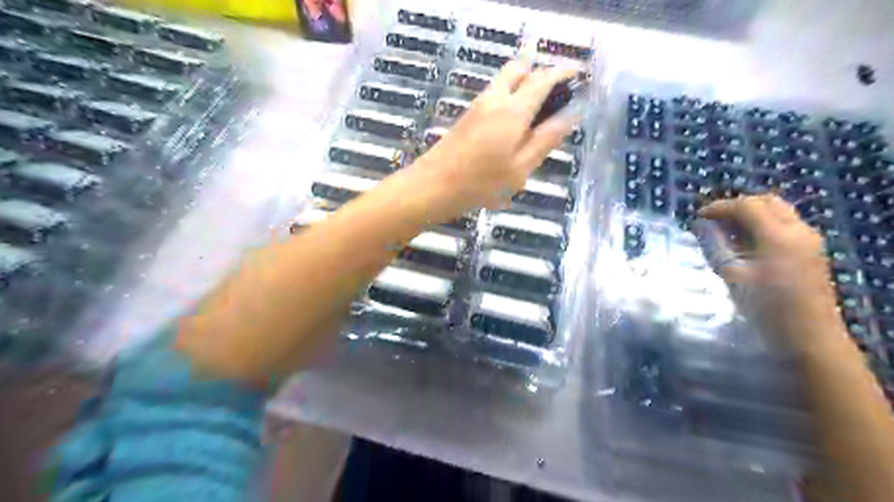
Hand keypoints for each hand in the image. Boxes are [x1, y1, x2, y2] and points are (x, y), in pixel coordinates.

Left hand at [414, 61, 579, 217]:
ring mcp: (477, 105)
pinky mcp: (467, 115)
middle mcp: (495, 98)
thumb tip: (570, 115)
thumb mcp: (519, 168)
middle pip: (520, 68)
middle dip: (540, 74)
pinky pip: (494, 94)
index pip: (543, 79)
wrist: (432, 186)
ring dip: (523, 86)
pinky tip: (513, 128)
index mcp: (513, 110)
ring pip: (505, 80)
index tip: (578, 77)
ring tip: (536, 117)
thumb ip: (545, 140)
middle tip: (554, 99)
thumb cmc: (479, 183)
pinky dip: (509, 98)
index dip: (563, 73)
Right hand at [699, 195, 845, 350]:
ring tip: (728, 230)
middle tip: (714, 220)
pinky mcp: (811, 250)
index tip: (698, 217)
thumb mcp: (732, 276)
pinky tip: (747, 242)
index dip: (719, 207)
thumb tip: (700, 226)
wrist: (809, 336)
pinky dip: (763, 223)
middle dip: (737, 206)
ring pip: (778, 210)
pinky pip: (785, 223)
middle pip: (766, 201)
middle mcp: (798, 230)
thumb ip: (714, 246)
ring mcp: (809, 239)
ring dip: (751, 213)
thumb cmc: (765, 308)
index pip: (746, 206)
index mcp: (777, 236)